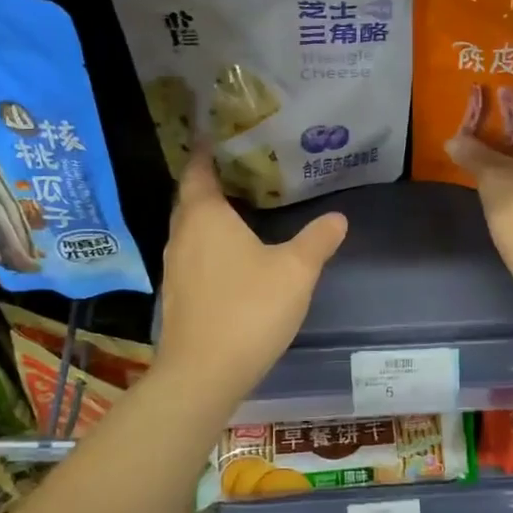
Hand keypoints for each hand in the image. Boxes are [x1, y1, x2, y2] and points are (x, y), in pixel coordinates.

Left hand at [155, 149, 347, 399]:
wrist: (203, 375)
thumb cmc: (249, 310)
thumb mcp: (296, 271)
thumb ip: (318, 240)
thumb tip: (338, 217)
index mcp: (205, 217)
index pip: (198, 171)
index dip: (206, 153)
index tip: (219, 138)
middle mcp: (182, 235)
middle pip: (190, 199)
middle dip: (210, 183)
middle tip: (241, 171)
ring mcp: (174, 267)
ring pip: (189, 229)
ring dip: (208, 217)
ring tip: (240, 209)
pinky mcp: (176, 296)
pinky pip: (191, 255)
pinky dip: (207, 245)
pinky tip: (232, 257)